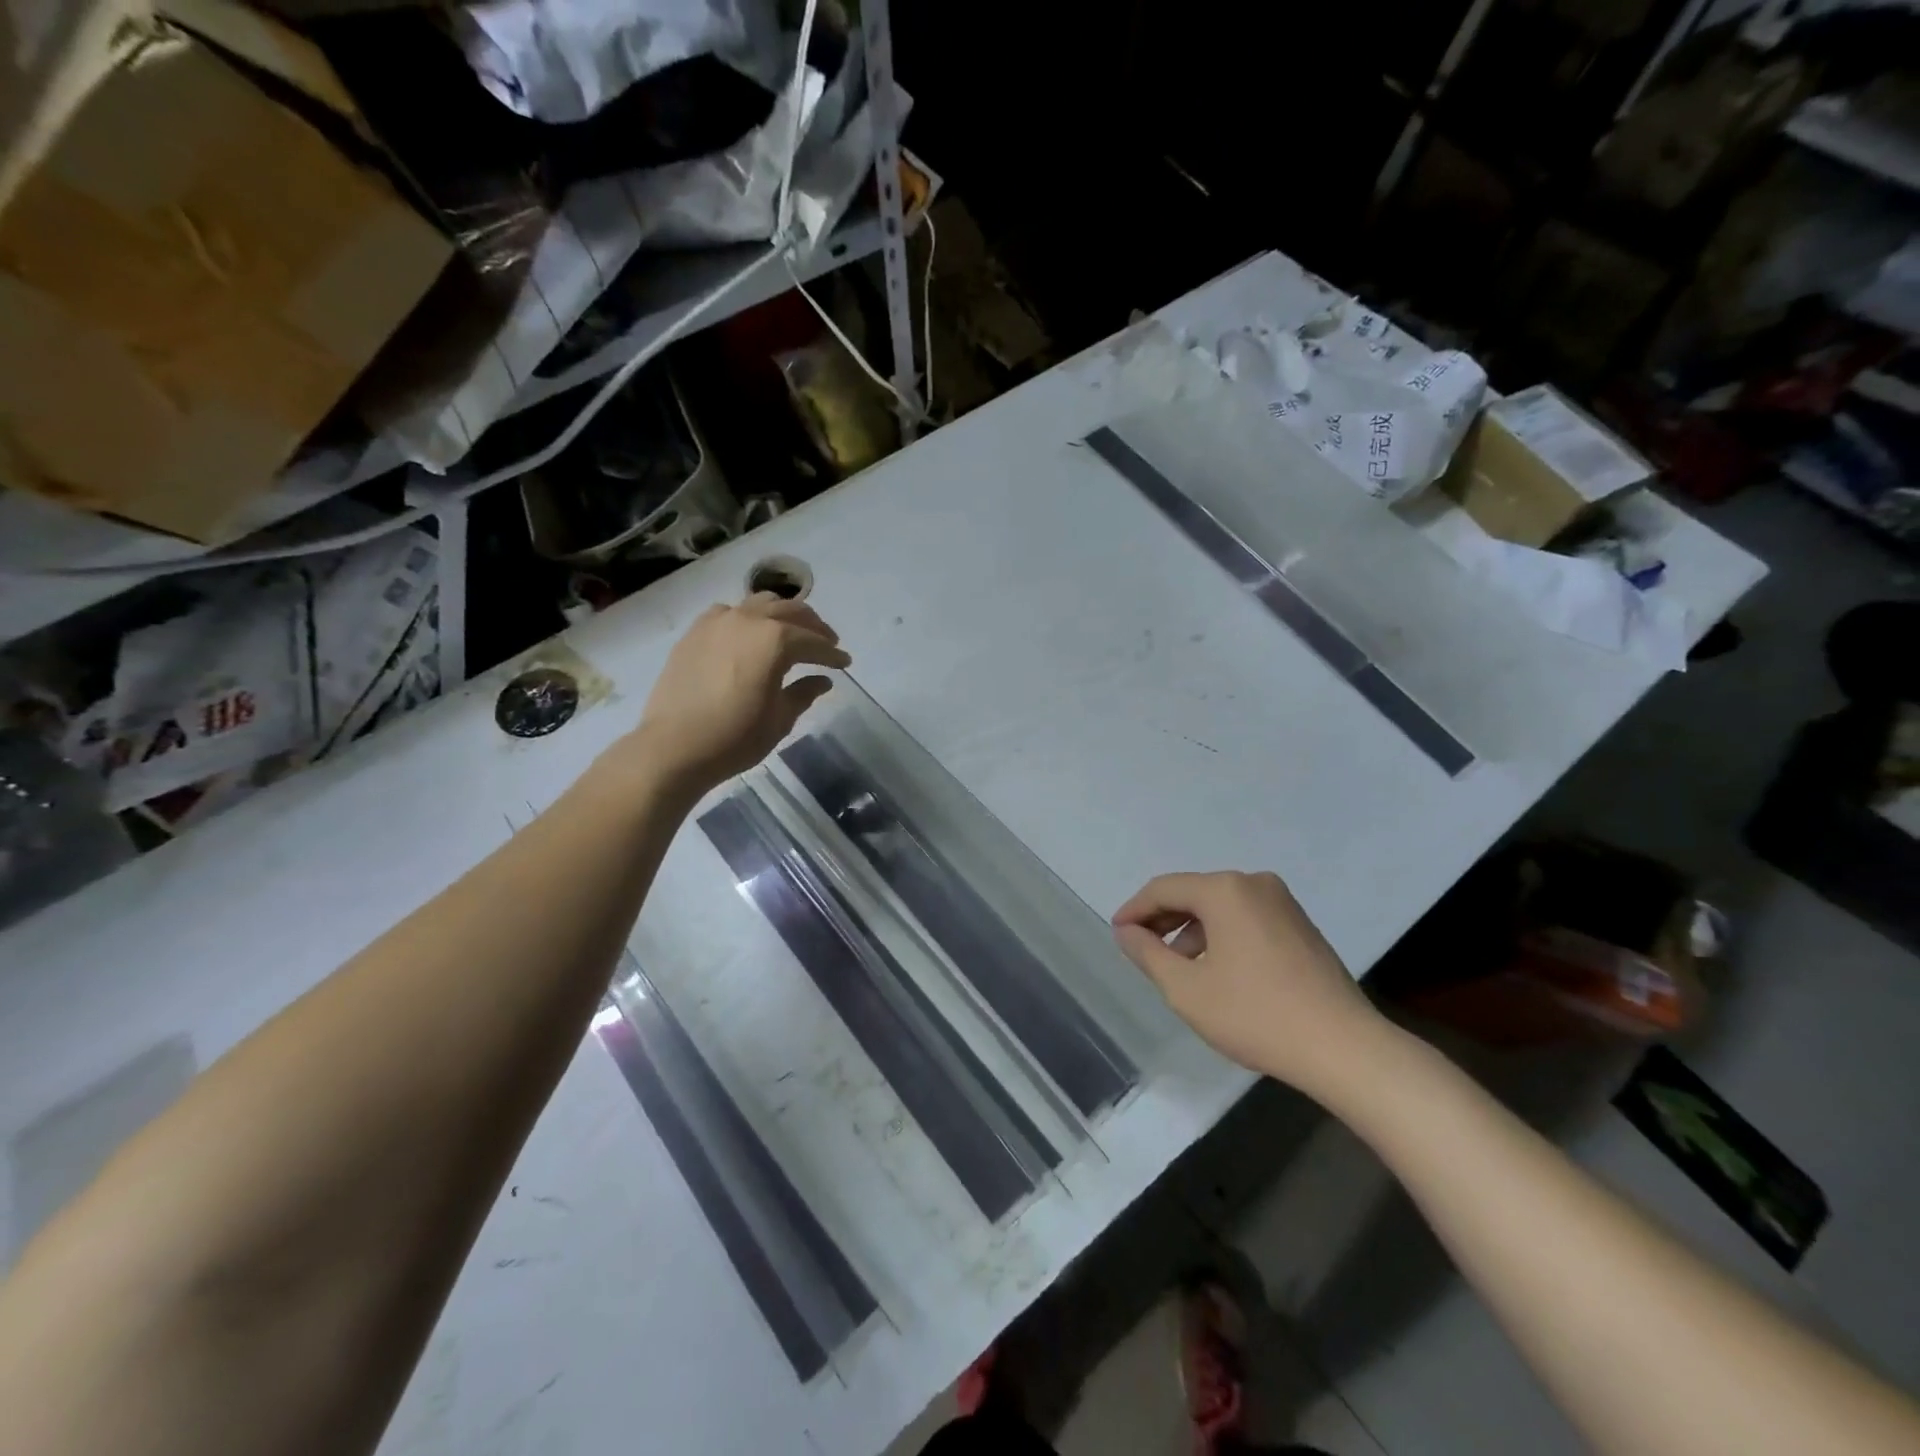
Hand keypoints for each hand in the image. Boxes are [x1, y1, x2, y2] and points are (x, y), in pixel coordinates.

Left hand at [629, 593, 850, 793]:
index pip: (814, 642)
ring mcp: (718, 622)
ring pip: (760, 604)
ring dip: (782, 615)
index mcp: (776, 640)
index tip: (846, 663)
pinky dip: (748, 618)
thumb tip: (822, 680)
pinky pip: (729, 613)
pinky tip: (749, 635)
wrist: (674, 747)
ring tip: (792, 632)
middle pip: (791, 611)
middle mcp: (749, 620)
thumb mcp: (780, 719)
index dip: (833, 654)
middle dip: (813, 627)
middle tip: (827, 642)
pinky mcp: (696, 631)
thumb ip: (803, 693)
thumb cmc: (735, 737)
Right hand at [1111, 871, 1385, 1098]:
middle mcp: (1254, 884)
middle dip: (1163, 920)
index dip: (1135, 910)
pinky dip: (1221, 936)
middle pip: (1194, 893)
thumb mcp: (1186, 989)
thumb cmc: (1256, 1015)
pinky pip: (1246, 919)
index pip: (1164, 888)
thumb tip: (1127, 931)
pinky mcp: (1300, 926)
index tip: (1117, 934)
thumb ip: (1148, 954)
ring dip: (1192, 931)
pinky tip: (1216, 971)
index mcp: (1225, 890)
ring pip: (1220, 907)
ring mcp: (1283, 903)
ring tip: (1177, 968)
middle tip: (1140, 949)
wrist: (1344, 1048)